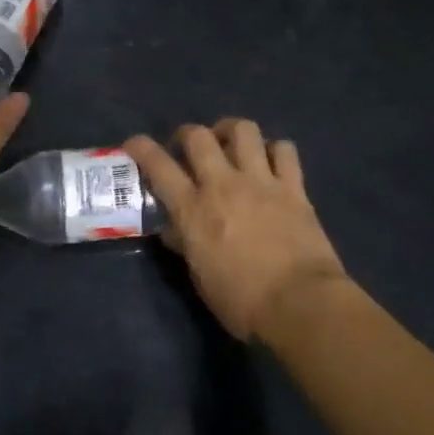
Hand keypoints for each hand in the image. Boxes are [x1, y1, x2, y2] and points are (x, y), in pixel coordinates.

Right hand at [125, 120, 347, 341]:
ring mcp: (261, 182)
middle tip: (187, 147)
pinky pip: (284, 150)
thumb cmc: (242, 302)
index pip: (158, 165)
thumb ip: (185, 245)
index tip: (133, 144)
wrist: (300, 304)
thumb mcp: (200, 277)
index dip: (141, 148)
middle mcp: (223, 185)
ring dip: (230, 131)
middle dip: (187, 134)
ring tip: (229, 143)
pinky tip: (271, 162)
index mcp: (193, 209)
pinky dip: (275, 150)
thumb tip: (174, 230)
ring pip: (243, 130)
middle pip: (199, 136)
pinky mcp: (294, 188)